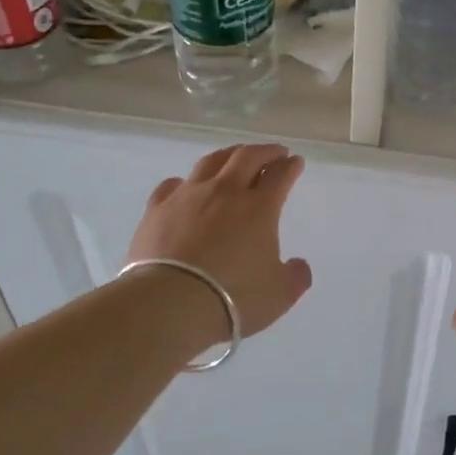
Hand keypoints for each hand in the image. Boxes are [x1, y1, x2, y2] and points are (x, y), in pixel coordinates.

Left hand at [126, 143, 313, 337]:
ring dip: (228, 155)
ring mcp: (187, 197)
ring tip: (235, 156)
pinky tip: (185, 185)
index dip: (290, 166)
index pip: (280, 176)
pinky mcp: (157, 209)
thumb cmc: (233, 298)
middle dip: (265, 151)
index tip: (295, 162)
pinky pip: (172, 185)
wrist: (169, 303)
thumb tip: (298, 265)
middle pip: (246, 157)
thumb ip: (295, 276)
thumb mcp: (279, 295)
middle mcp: (225, 192)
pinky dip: (185, 181)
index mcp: (259, 208)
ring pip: (210, 162)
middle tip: (274, 152)